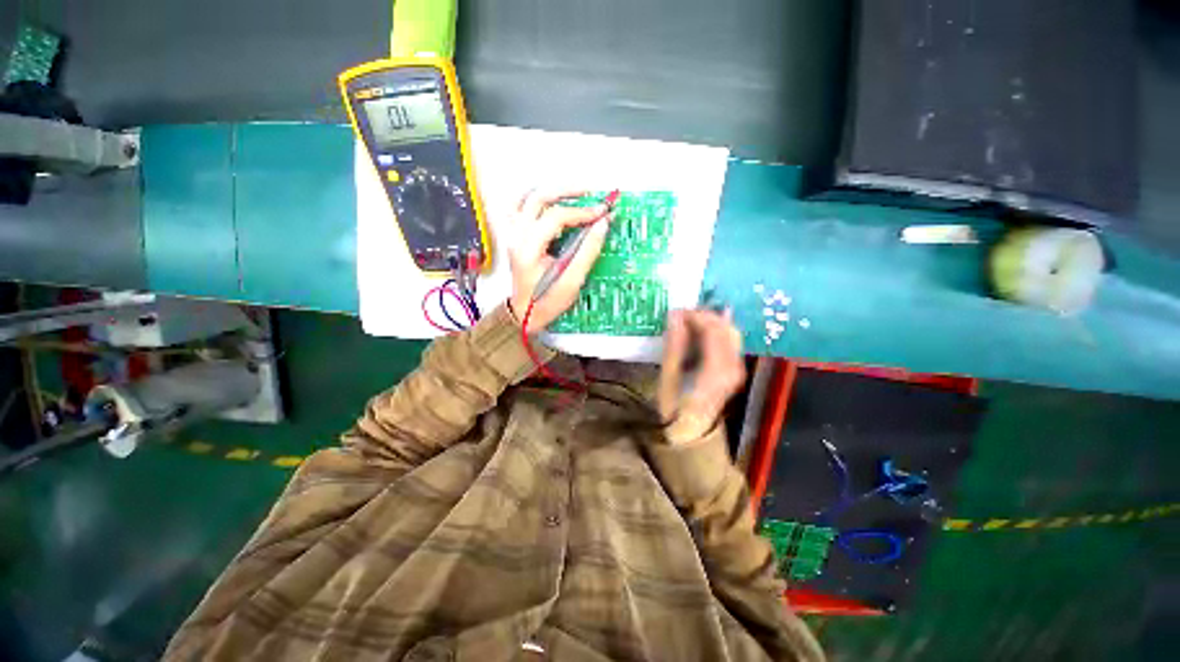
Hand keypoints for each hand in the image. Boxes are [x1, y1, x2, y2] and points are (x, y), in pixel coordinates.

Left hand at [507, 189, 611, 330]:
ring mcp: (512, 234)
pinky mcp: (514, 236)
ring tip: (574, 194)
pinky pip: (520, 207)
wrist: (524, 313)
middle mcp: (516, 236)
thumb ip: (587, 252)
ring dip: (551, 192)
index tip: (602, 212)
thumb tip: (602, 224)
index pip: (555, 217)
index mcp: (528, 249)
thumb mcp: (571, 282)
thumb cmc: (547, 301)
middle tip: (590, 193)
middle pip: (538, 198)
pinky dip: (537, 199)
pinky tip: (552, 202)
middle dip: (567, 191)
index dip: (581, 212)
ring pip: (527, 198)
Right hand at [657, 309, 745, 440]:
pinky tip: (698, 333)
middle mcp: (734, 366)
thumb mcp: (668, 377)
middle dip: (703, 315)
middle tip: (680, 314)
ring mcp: (737, 367)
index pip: (713, 329)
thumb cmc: (674, 408)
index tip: (675, 311)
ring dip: (709, 322)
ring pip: (729, 332)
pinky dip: (714, 332)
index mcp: (717, 369)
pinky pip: (729, 341)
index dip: (695, 315)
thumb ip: (674, 345)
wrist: (692, 432)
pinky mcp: (735, 369)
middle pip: (725, 327)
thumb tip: (675, 315)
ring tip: (687, 321)